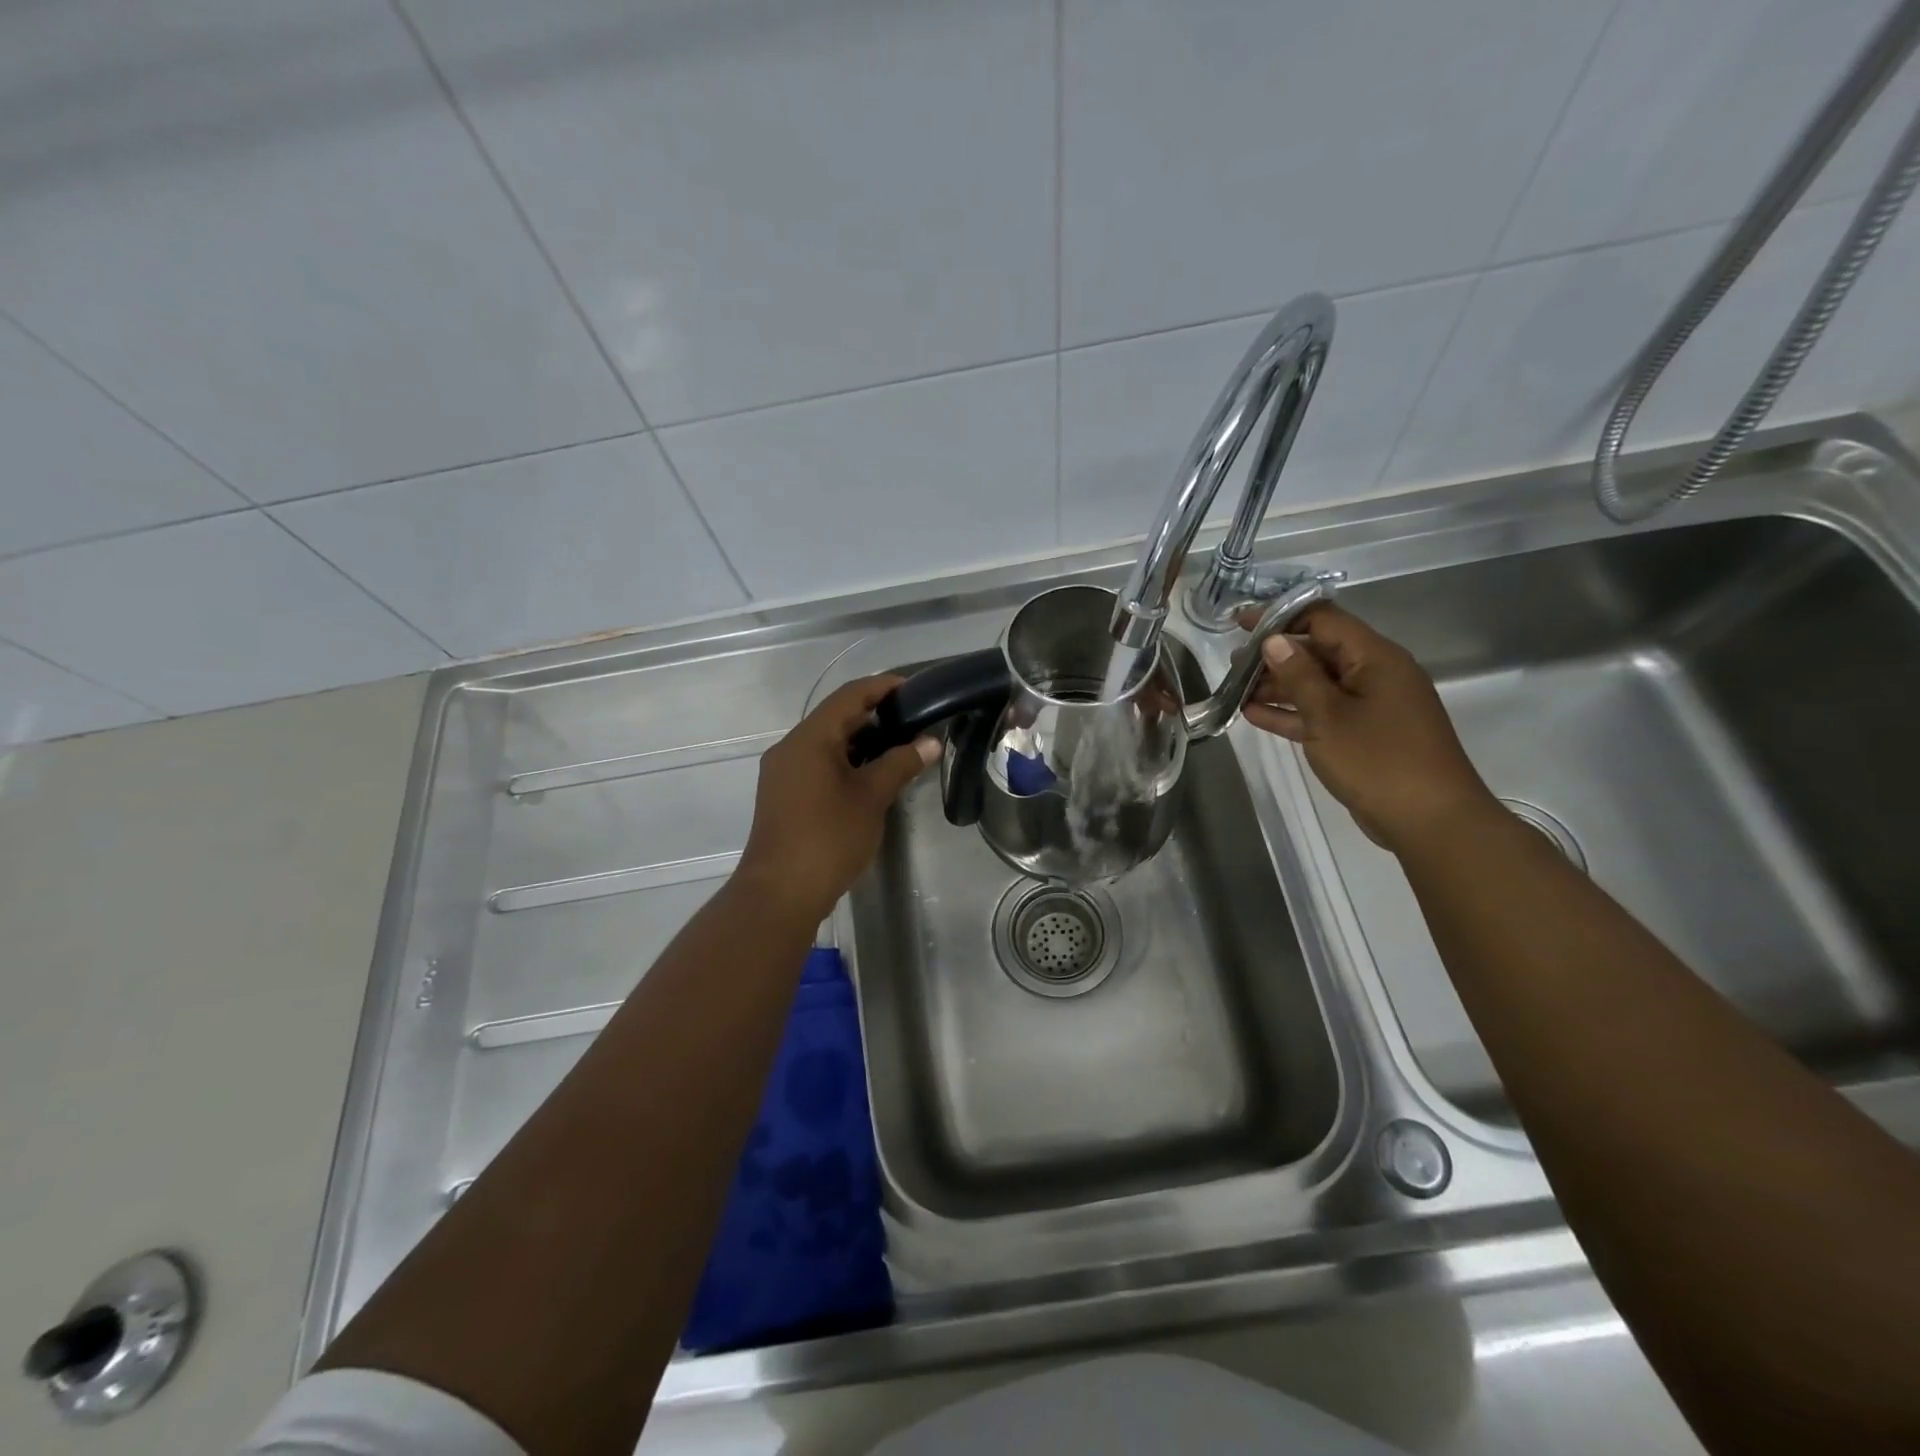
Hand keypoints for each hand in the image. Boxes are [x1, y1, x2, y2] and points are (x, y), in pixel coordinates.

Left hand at [736, 676, 938, 923]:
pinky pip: (818, 763)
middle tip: (913, 717)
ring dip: (861, 739)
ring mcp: (783, 772)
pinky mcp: (784, 794)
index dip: (882, 686)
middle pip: (835, 716)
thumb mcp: (871, 798)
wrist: (780, 893)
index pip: (849, 696)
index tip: (914, 687)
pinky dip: (846, 760)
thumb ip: (901, 764)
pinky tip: (871, 773)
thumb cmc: (828, 838)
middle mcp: (790, 747)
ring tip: (899, 744)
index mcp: (809, 738)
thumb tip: (930, 743)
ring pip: (826, 742)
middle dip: (874, 713)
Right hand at [1243, 604, 1496, 853]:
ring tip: (1236, 690)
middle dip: (1275, 655)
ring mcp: (1371, 706)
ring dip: (1279, 686)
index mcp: (1375, 658)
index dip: (1281, 617)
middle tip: (1233, 664)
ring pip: (1318, 684)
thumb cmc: (1379, 760)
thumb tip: (1274, 641)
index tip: (1241, 624)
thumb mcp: (1329, 716)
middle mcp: (1375, 674)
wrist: (1430, 821)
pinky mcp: (1364, 734)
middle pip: (1319, 651)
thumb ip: (1298, 676)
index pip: (1324, 620)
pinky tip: (1255, 714)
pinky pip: (1323, 713)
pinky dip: (1293, 712)